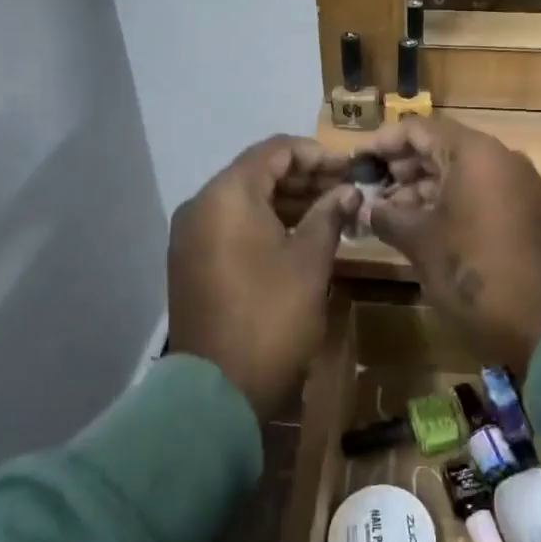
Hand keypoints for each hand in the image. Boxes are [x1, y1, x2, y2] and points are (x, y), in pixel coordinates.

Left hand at [167, 136, 359, 418]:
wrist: (216, 391)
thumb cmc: (271, 315)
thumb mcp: (310, 260)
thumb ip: (329, 214)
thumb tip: (347, 191)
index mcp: (227, 195)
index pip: (275, 150)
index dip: (316, 154)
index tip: (350, 168)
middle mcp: (201, 205)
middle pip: (257, 172)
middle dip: (303, 177)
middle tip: (344, 191)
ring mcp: (191, 235)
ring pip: (244, 200)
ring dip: (286, 201)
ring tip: (329, 212)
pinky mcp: (191, 261)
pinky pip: (231, 225)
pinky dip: (264, 222)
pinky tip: (298, 235)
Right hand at [357, 118, 540, 371]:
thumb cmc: (473, 272)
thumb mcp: (420, 242)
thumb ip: (387, 216)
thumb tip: (367, 208)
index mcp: (475, 153)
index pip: (418, 129)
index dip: (382, 143)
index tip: (356, 163)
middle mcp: (500, 158)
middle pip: (440, 147)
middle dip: (401, 167)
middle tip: (368, 190)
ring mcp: (517, 184)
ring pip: (459, 171)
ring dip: (422, 187)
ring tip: (387, 213)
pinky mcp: (525, 210)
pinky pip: (479, 191)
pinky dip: (448, 201)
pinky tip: (420, 225)